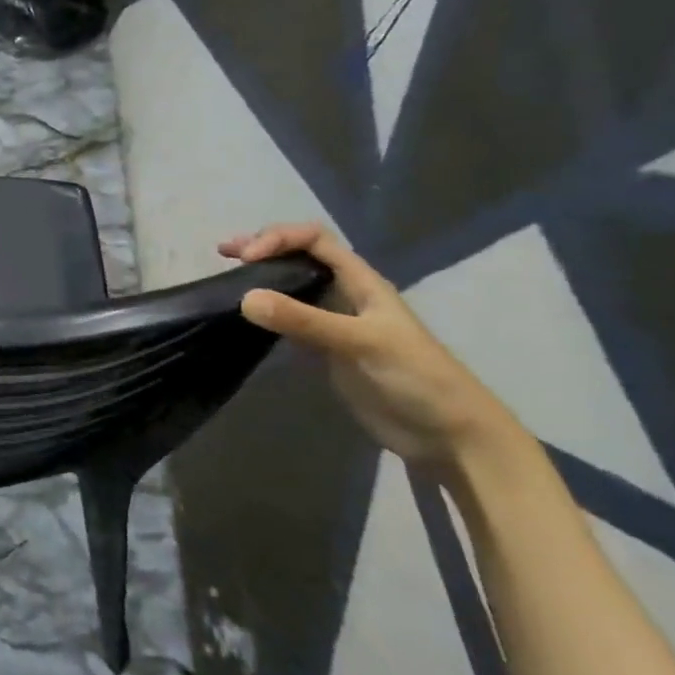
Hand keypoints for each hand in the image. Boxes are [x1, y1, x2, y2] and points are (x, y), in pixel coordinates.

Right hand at [220, 223, 517, 472]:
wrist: (450, 435)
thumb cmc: (416, 378)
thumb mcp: (360, 343)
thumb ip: (304, 320)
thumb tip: (244, 297)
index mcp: (361, 282)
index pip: (314, 240)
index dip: (279, 239)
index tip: (246, 258)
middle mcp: (346, 295)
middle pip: (301, 256)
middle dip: (264, 248)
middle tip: (225, 253)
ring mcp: (335, 323)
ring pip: (292, 286)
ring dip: (261, 277)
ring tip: (227, 276)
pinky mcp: (326, 351)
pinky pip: (289, 319)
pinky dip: (265, 310)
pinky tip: (246, 315)